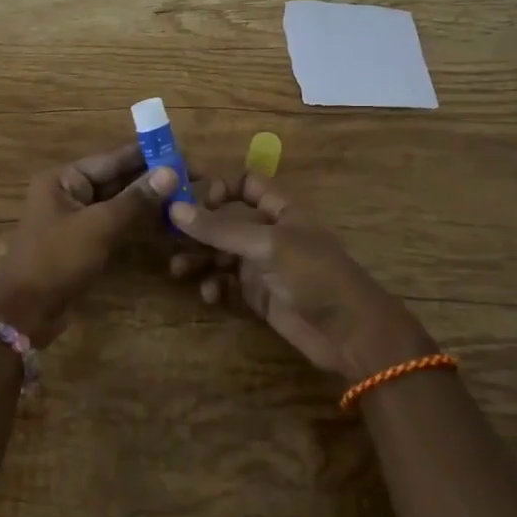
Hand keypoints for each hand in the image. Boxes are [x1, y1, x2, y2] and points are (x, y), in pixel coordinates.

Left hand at [0, 145, 179, 347]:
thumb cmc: (57, 260)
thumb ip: (136, 199)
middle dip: (152, 178)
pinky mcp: (83, 242)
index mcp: (64, 178)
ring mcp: (76, 218)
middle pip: (117, 178)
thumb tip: (172, 171)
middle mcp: (69, 192)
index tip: (184, 153)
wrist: (24, 312)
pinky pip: (114, 223)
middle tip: (193, 177)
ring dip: (148, 200)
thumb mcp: (99, 227)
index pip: (113, 158)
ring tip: (187, 195)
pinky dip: (137, 221)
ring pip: (118, 201)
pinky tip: (166, 221)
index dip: (149, 155)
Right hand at [167, 172, 436, 381]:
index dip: (218, 186)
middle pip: (226, 219)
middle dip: (198, 227)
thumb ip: (220, 228)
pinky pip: (227, 283)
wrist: (349, 333)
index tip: (188, 199)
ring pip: (221, 253)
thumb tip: (175, 208)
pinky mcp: (258, 295)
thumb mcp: (266, 245)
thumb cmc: (314, 275)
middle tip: (166, 236)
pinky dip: (214, 285)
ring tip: (178, 270)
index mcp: (280, 209)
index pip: (245, 183)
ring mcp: (263, 264)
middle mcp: (268, 232)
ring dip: (199, 258)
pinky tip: (208, 294)